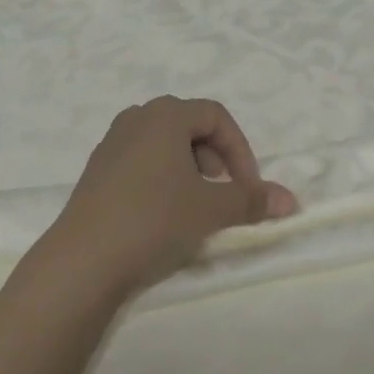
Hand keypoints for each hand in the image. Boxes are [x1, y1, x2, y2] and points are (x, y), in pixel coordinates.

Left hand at [46, 97, 297, 293]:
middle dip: (215, 158)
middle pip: (190, 126)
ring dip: (189, 169)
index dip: (240, 150)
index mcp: (166, 113)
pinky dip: (162, 178)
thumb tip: (291, 201)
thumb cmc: (154, 219)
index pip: (216, 116)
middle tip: (221, 195)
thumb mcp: (211, 210)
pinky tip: (161, 215)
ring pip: (164, 144)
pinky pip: (141, 160)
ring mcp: (112, 142)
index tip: (247, 189)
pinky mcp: (97, 169)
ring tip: (194, 206)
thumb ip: (251, 200)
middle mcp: (138, 117)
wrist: (82, 260)